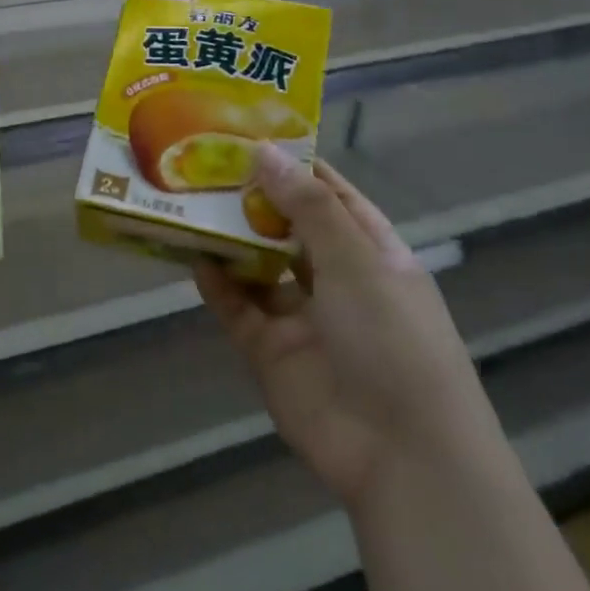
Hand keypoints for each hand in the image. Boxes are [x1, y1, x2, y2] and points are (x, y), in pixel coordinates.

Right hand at [196, 144, 502, 512]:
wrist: (401, 455)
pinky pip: (237, 307)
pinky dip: (216, 283)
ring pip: (257, 266)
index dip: (294, 165)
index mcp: (371, 253)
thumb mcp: (356, 261)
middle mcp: (336, 279)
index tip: (250, 134)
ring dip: (229, 238)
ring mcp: (301, 317)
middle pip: (287, 227)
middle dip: (252, 199)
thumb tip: (264, 151)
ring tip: (188, 201)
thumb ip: (307, 206)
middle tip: (202, 162)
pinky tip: (192, 254)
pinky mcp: (270, 350)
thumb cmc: (393, 340)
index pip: (331, 195)